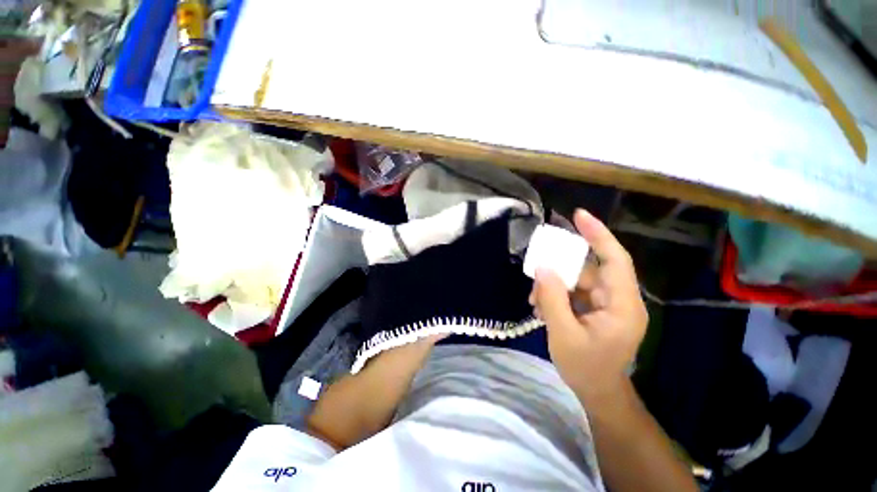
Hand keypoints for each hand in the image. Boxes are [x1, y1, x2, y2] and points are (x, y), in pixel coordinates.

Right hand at [530, 209, 647, 403]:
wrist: (597, 392)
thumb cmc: (585, 368)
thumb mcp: (563, 334)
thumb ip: (552, 298)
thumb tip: (543, 267)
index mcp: (622, 305)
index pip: (615, 260)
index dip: (598, 235)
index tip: (579, 216)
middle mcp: (618, 299)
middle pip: (589, 269)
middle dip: (560, 270)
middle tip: (536, 272)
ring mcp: (606, 304)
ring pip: (577, 280)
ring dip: (553, 285)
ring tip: (534, 300)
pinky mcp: (595, 308)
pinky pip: (573, 291)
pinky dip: (555, 294)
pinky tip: (540, 306)